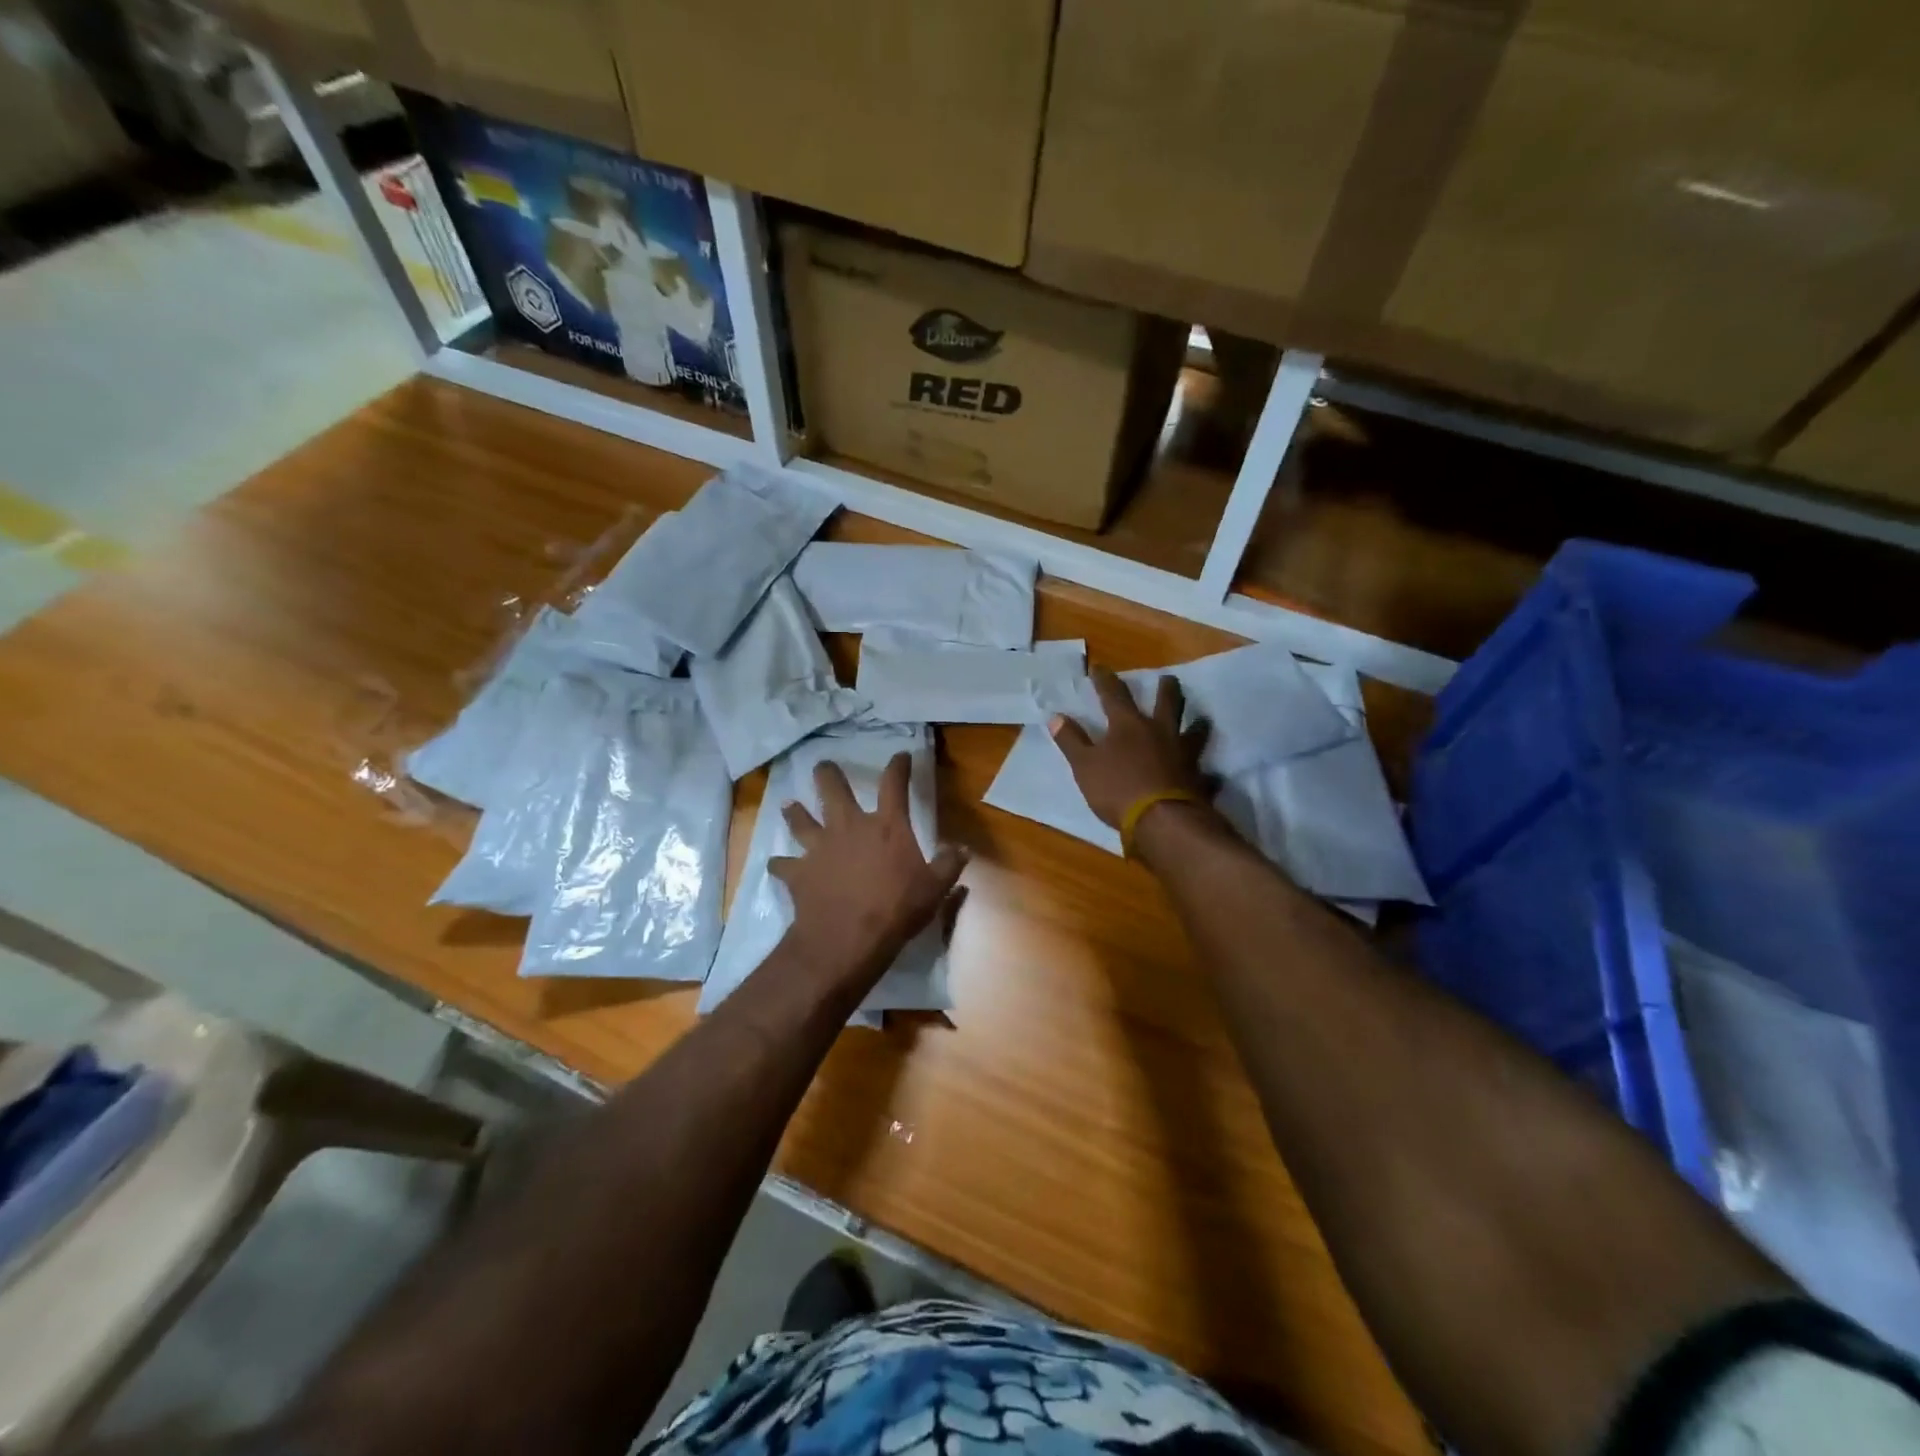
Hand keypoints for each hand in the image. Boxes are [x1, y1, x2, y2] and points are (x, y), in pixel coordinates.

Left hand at [771, 753, 967, 991]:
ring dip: (795, 812)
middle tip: (822, 766)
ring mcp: (819, 848)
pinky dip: (780, 864)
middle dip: (827, 775)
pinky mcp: (798, 872)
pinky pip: (783, 864)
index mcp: (886, 826)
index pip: (894, 785)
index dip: (898, 767)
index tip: (901, 756)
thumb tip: (962, 848)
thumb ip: (949, 865)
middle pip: (833, 790)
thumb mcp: (934, 889)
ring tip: (789, 805)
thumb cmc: (896, 909)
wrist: (847, 938)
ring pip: (801, 820)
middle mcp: (849, 827)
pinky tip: (777, 865)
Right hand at [1049, 669, 1212, 829]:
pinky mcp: (1198, 780)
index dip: (1105, 680)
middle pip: (1166, 704)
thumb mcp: (1084, 765)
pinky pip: (1207, 775)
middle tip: (1168, 679)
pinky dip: (1208, 775)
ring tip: (1201, 720)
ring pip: (1195, 733)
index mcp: (1128, 726)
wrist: (1161, 820)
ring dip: (1198, 725)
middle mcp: (1160, 733)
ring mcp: (1183, 755)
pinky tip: (1211, 776)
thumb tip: (1055, 716)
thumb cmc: (1117, 788)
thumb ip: (1071, 740)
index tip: (1099, 668)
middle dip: (1165, 689)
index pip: (1114, 695)